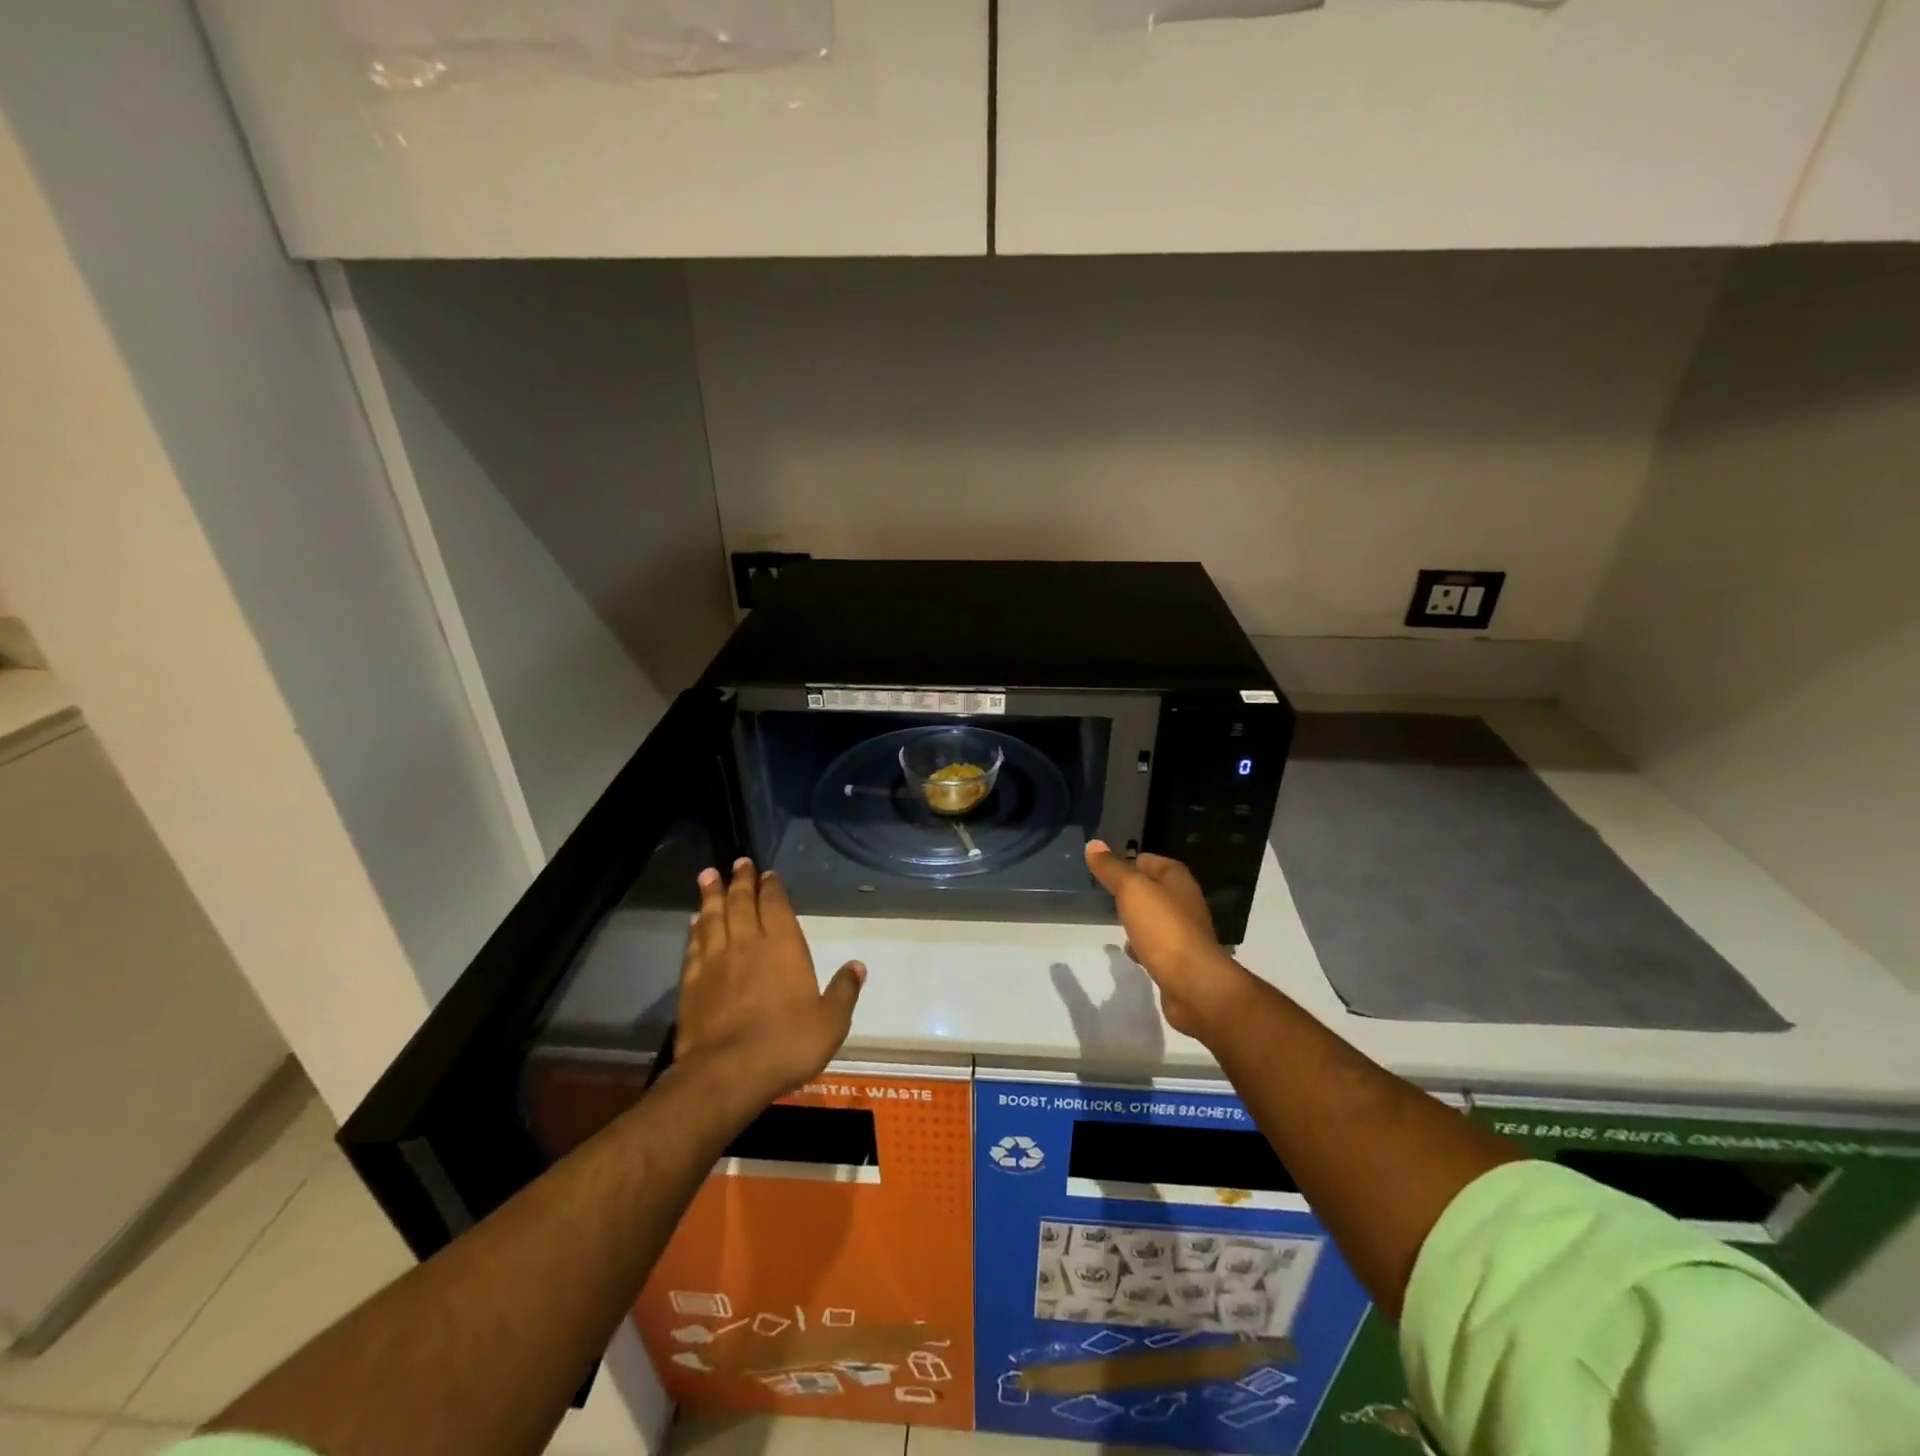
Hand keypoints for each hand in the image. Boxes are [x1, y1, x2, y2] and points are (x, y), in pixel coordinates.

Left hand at [675, 859, 864, 1109]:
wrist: (727, 1073)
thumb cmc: (786, 1044)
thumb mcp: (830, 1022)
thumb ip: (844, 991)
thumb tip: (858, 966)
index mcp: (783, 947)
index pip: (776, 906)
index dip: (772, 887)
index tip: (768, 873)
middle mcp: (748, 944)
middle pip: (741, 903)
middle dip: (741, 881)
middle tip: (739, 862)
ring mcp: (715, 962)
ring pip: (713, 918)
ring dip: (711, 895)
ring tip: (708, 875)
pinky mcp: (691, 983)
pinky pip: (694, 946)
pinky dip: (695, 929)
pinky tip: (694, 922)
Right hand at [1085, 841, 1253, 1040]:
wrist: (1194, 985)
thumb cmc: (1164, 929)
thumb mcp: (1132, 890)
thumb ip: (1112, 869)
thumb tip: (1093, 844)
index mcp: (1178, 880)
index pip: (1150, 860)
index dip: (1129, 860)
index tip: (1104, 867)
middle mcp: (1184, 903)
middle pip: (1154, 888)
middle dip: (1132, 890)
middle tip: (1105, 892)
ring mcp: (1183, 933)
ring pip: (1154, 917)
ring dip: (1137, 917)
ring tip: (1113, 918)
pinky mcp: (1179, 960)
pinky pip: (1156, 944)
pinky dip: (1142, 944)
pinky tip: (1128, 949)